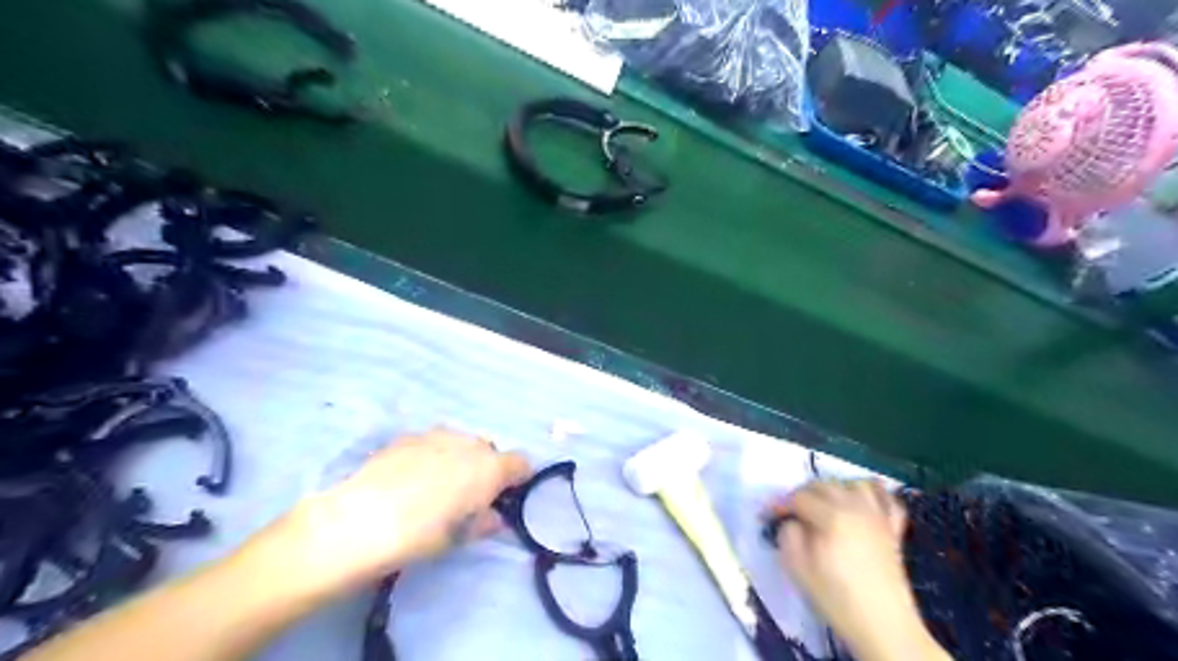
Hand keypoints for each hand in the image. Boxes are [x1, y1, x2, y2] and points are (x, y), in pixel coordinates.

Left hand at [261, 431, 535, 596]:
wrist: (361, 519)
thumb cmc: (421, 534)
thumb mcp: (461, 537)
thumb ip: (486, 522)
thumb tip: (495, 517)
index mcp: (490, 467)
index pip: (521, 463)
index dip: (517, 479)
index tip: (506, 496)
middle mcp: (469, 443)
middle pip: (489, 450)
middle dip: (485, 468)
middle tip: (467, 495)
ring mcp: (437, 435)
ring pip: (459, 443)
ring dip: (457, 459)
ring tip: (434, 485)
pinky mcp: (408, 436)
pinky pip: (431, 443)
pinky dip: (430, 456)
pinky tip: (409, 479)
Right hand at [764, 479, 945, 659]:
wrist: (884, 626)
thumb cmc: (836, 597)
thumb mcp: (798, 568)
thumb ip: (788, 535)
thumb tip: (791, 521)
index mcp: (831, 516)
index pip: (798, 498)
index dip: (780, 504)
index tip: (767, 515)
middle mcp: (855, 507)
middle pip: (823, 485)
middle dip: (802, 494)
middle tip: (790, 512)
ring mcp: (878, 516)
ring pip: (854, 484)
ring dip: (835, 489)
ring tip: (824, 505)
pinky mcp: (894, 528)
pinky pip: (886, 498)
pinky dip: (872, 494)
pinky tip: (861, 503)